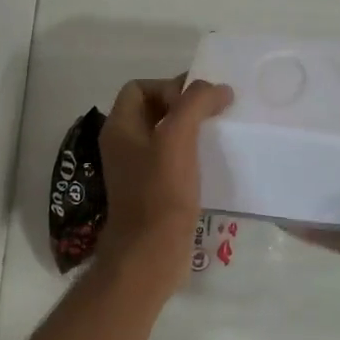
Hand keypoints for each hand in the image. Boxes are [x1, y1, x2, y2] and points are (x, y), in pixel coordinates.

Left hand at [96, 76, 233, 290]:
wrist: (150, 253)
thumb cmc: (160, 192)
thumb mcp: (178, 138)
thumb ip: (195, 104)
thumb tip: (218, 89)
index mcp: (120, 128)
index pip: (139, 87)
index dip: (168, 86)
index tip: (196, 103)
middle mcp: (123, 145)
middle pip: (153, 109)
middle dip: (183, 106)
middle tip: (214, 114)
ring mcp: (136, 170)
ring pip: (164, 136)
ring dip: (190, 131)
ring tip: (218, 135)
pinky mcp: (152, 191)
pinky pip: (171, 161)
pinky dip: (190, 155)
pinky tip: (212, 163)